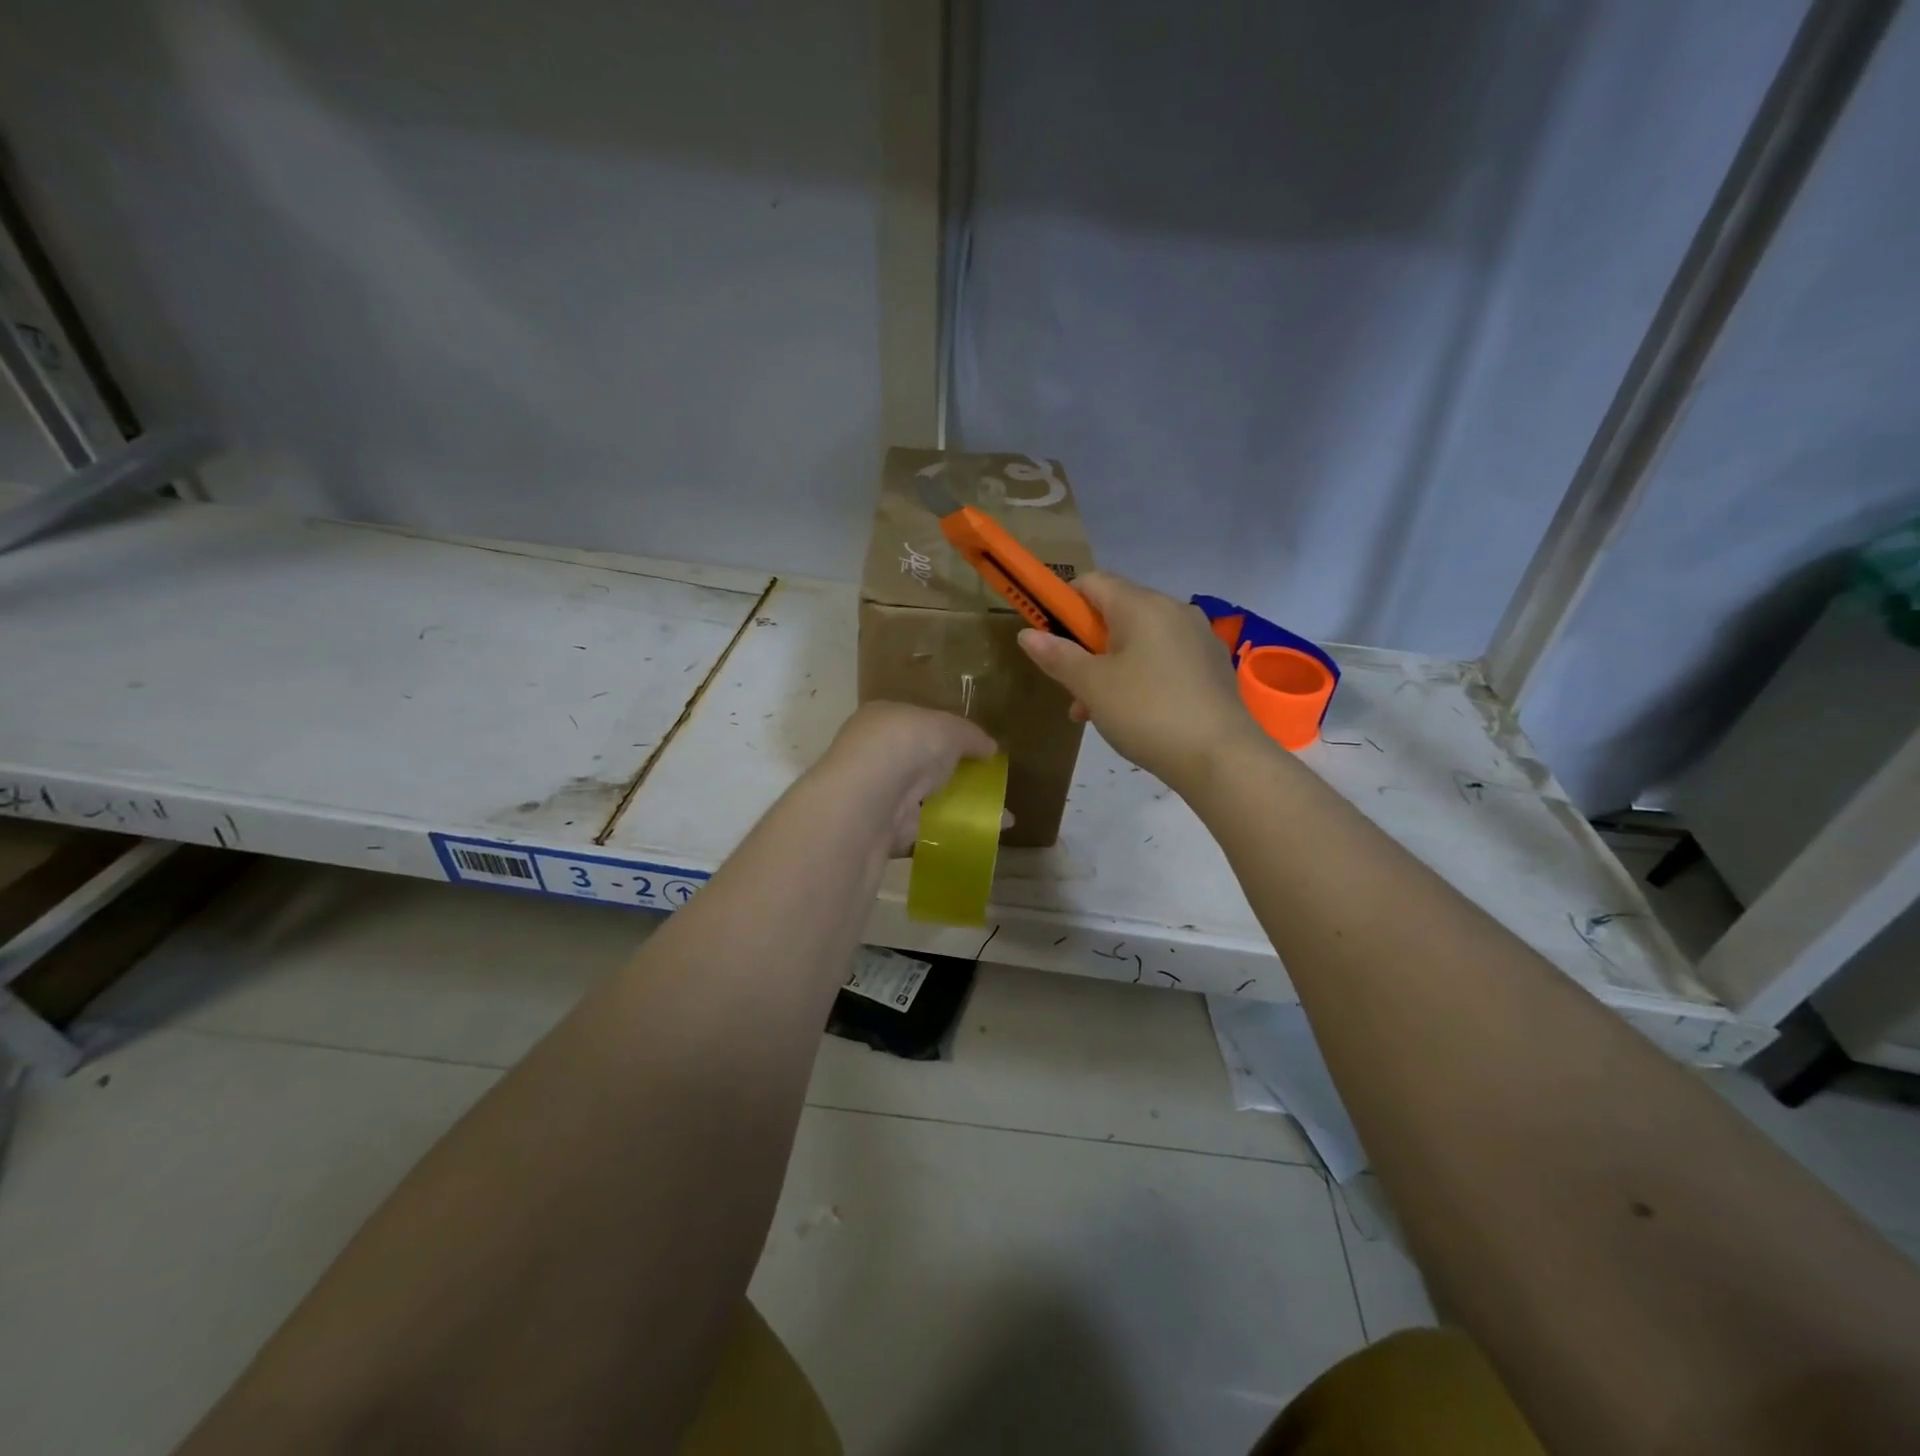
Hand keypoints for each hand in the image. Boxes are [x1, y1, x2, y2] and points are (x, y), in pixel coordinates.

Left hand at [817, 701, 1000, 855]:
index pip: (916, 724)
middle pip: (920, 764)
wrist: (870, 796)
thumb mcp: (950, 728)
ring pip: (922, 800)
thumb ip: (971, 736)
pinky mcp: (883, 831)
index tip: (974, 751)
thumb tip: (990, 748)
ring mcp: (877, 795)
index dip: (946, 735)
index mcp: (883, 719)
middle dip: (952, 775)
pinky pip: (923, 830)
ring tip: (996, 817)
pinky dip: (949, 834)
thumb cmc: (907, 743)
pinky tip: (979, 837)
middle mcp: (875, 754)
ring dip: (955, 808)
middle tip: (987, 786)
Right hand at [1017, 572, 1259, 792]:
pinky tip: (1134, 714)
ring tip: (1096, 712)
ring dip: (1111, 667)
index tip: (1050, 639)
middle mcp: (1174, 609)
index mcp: (1142, 605)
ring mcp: (1198, 637)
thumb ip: (1058, 656)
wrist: (1221, 757)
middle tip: (1072, 686)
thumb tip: (1027, 634)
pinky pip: (1165, 658)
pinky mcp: (1213, 665)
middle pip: (1116, 612)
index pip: (1092, 582)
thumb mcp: (1092, 686)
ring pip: (1140, 640)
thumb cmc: (1147, 713)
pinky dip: (1141, 676)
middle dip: (1086, 646)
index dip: (1063, 604)